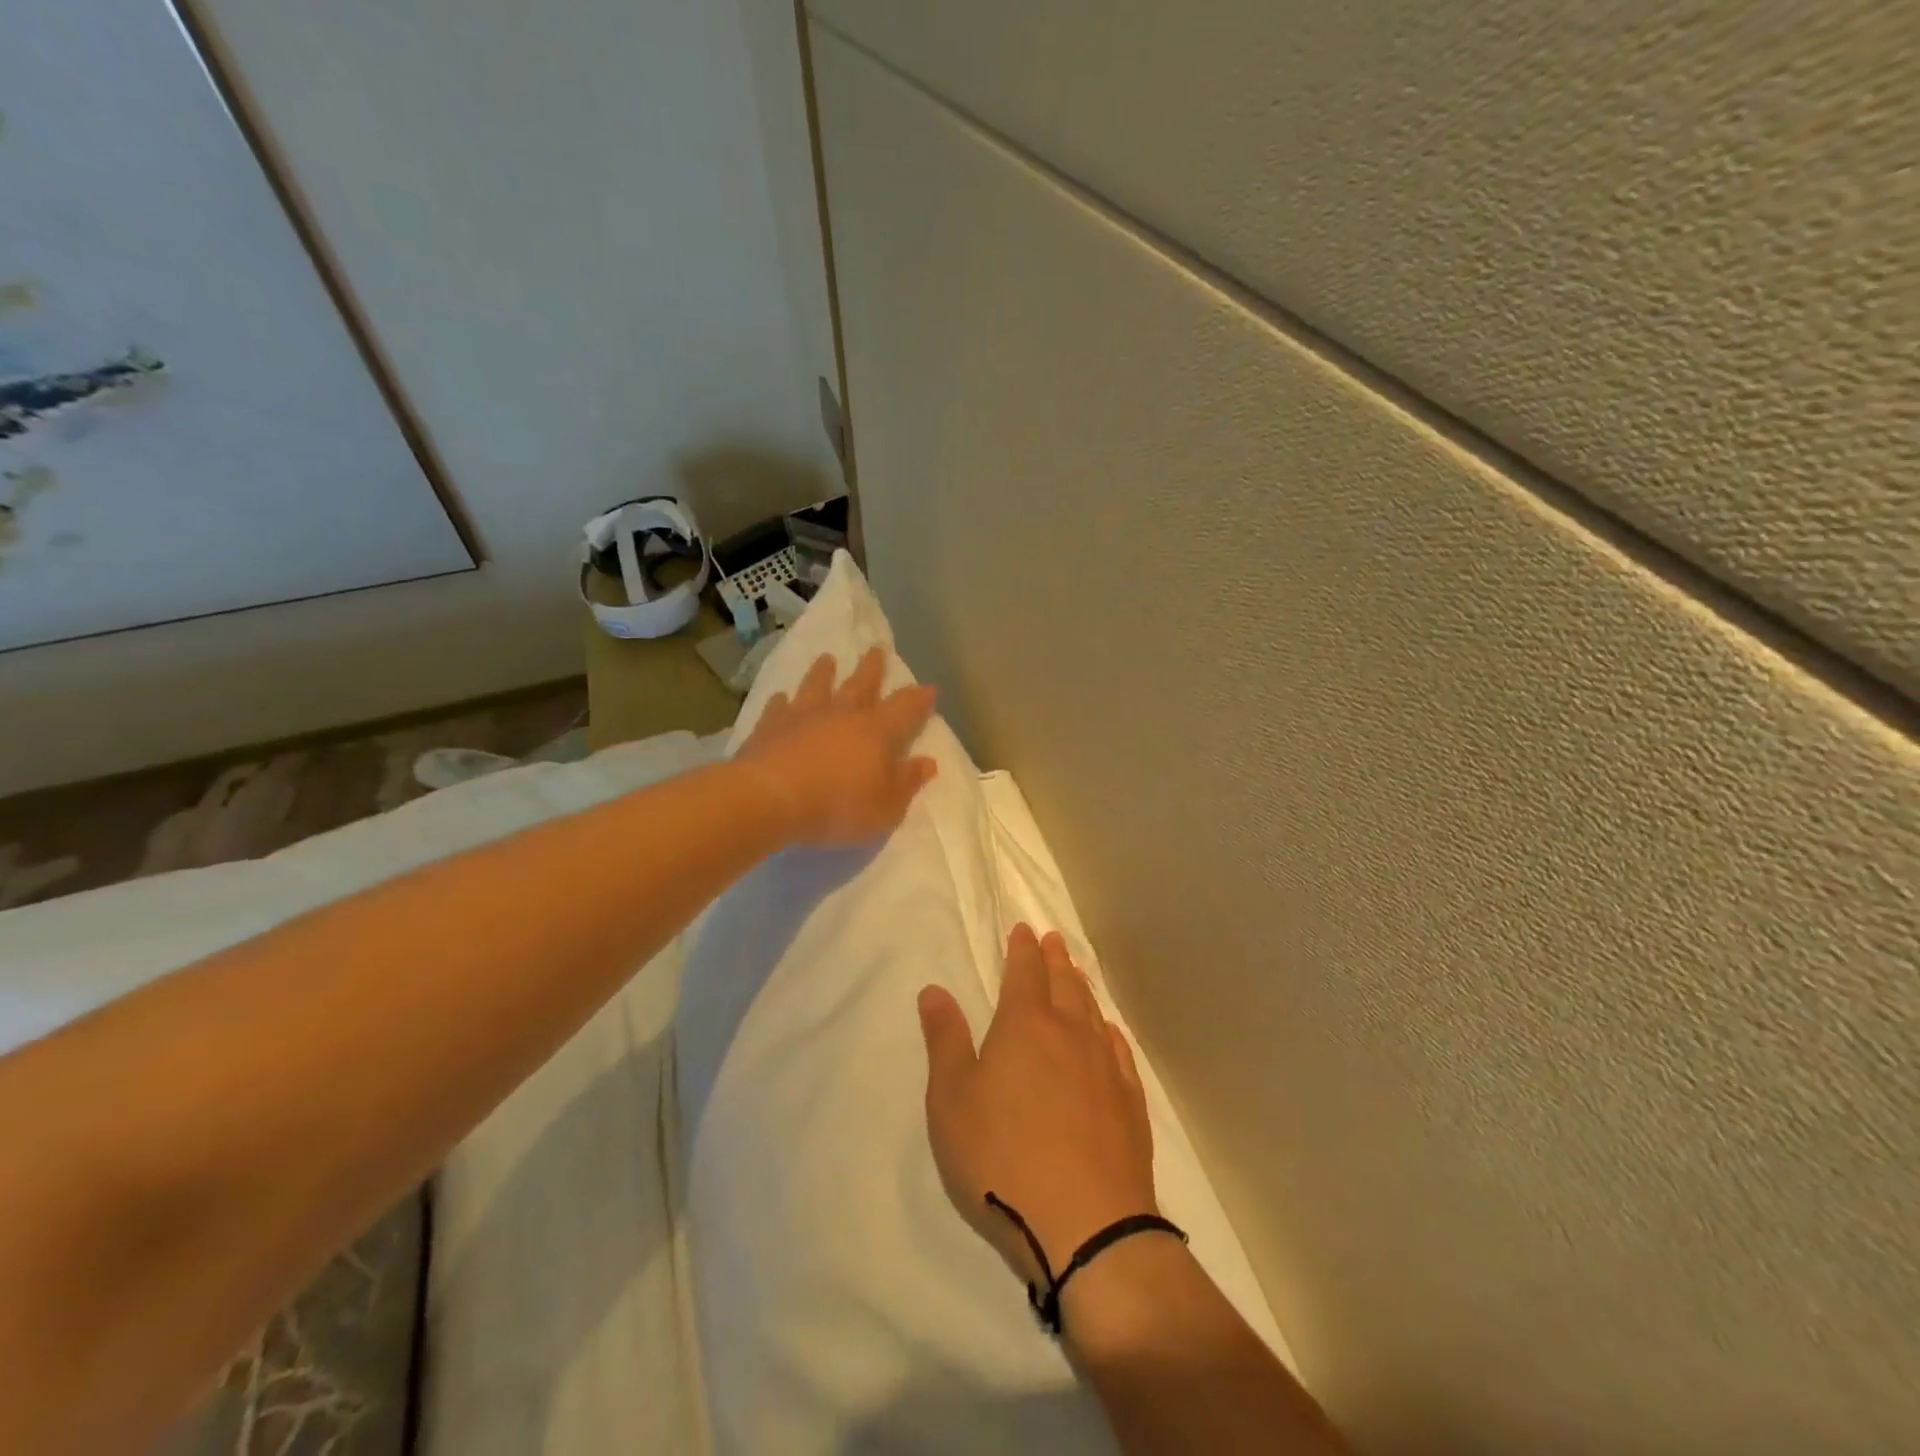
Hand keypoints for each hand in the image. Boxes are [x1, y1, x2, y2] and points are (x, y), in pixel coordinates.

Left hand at [737, 647, 938, 846]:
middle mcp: (843, 713)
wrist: (771, 798)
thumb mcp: (887, 807)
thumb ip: (907, 783)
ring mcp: (804, 715)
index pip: (906, 708)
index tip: (929, 688)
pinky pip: (778, 706)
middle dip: (873, 668)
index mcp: (878, 731)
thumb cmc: (839, 806)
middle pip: (862, 684)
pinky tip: (781, 697)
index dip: (919, 699)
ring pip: (818, 685)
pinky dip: (782, 701)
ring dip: (823, 672)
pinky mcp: (770, 725)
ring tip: (827, 658)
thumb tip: (928, 762)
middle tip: (876, 650)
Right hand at [919, 924, 1158, 1286]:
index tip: (1024, 930)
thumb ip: (945, 1041)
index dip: (1022, 949)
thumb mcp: (952, 1101)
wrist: (1087, 1226)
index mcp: (1025, 1025)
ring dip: (1081, 988)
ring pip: (1092, 1012)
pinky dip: (1109, 1031)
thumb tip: (934, 991)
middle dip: (1055, 959)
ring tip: (1076, 974)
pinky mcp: (1129, 1103)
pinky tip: (1108, 1032)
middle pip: (1063, 983)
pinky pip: (1118, 1050)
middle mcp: (1070, 1033)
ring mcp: (1105, 1067)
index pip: (1024, 972)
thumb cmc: (1001, 1158)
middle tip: (1053, 940)